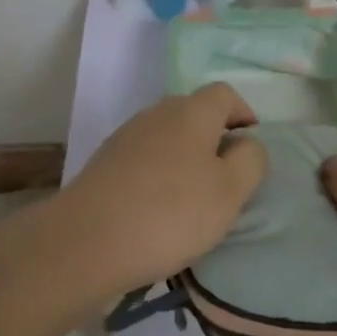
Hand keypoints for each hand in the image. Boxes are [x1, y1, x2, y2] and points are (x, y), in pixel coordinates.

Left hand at [52, 84, 268, 306]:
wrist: (86, 241)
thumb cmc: (170, 213)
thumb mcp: (229, 192)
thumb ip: (250, 161)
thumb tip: (247, 143)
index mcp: (193, 111)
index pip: (225, 94)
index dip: (243, 114)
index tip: (250, 149)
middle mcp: (159, 112)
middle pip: (195, 113)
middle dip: (214, 139)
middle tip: (225, 180)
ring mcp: (128, 136)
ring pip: (168, 137)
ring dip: (185, 159)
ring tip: (192, 201)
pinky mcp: (106, 162)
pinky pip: (145, 159)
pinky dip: (158, 176)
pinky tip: (157, 211)